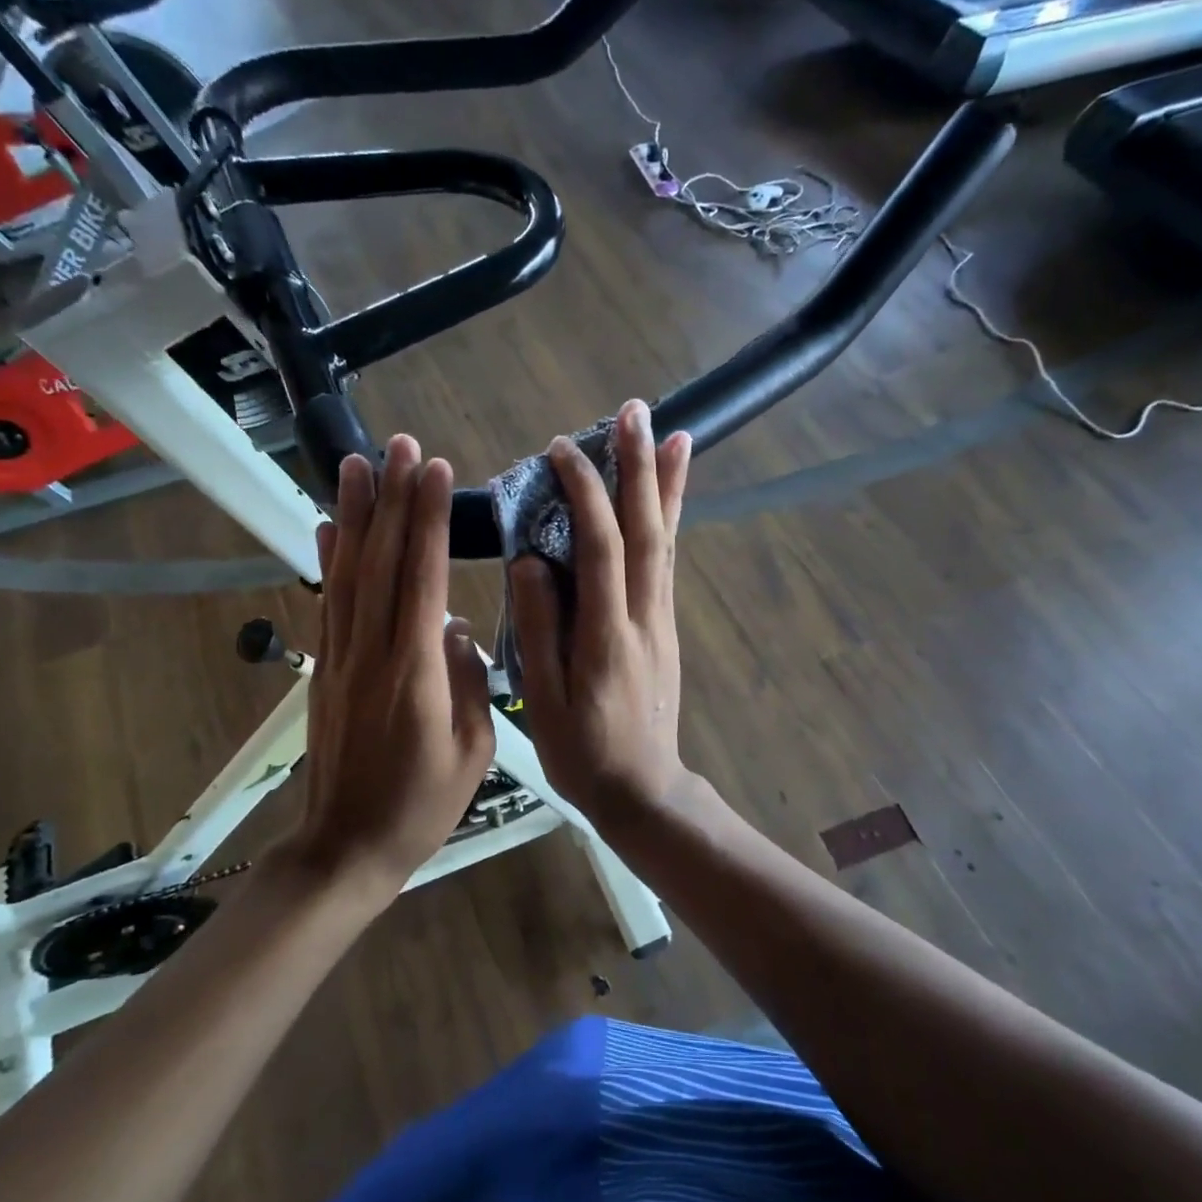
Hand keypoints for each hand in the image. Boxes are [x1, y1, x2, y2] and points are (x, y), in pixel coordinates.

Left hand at [286, 437, 495, 892]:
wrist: (348, 846)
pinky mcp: (324, 669)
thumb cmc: (423, 805)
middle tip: (400, 443)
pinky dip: (327, 559)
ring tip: (357, 462)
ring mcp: (341, 658)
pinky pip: (327, 603)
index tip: (437, 470)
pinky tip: (327, 525)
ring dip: (354, 515)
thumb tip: (454, 626)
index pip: (422, 579)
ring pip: (347, 573)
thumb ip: (468, 681)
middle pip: (380, 562)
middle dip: (392, 498)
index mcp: (415, 673)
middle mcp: (372, 652)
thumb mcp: (472, 750)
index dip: (429, 521)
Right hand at [510, 400, 692, 828]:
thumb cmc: (582, 752)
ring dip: (666, 485)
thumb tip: (529, 560)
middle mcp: (645, 617)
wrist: (642, 789)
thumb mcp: (544, 700)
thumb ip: (540, 629)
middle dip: (639, 468)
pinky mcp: (665, 626)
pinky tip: (671, 495)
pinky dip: (672, 521)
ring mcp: (662, 620)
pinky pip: (669, 562)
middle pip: (647, 531)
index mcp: (607, 636)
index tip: (561, 451)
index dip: (584, 494)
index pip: (601, 549)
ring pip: (667, 542)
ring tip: (671, 433)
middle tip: (634, 412)